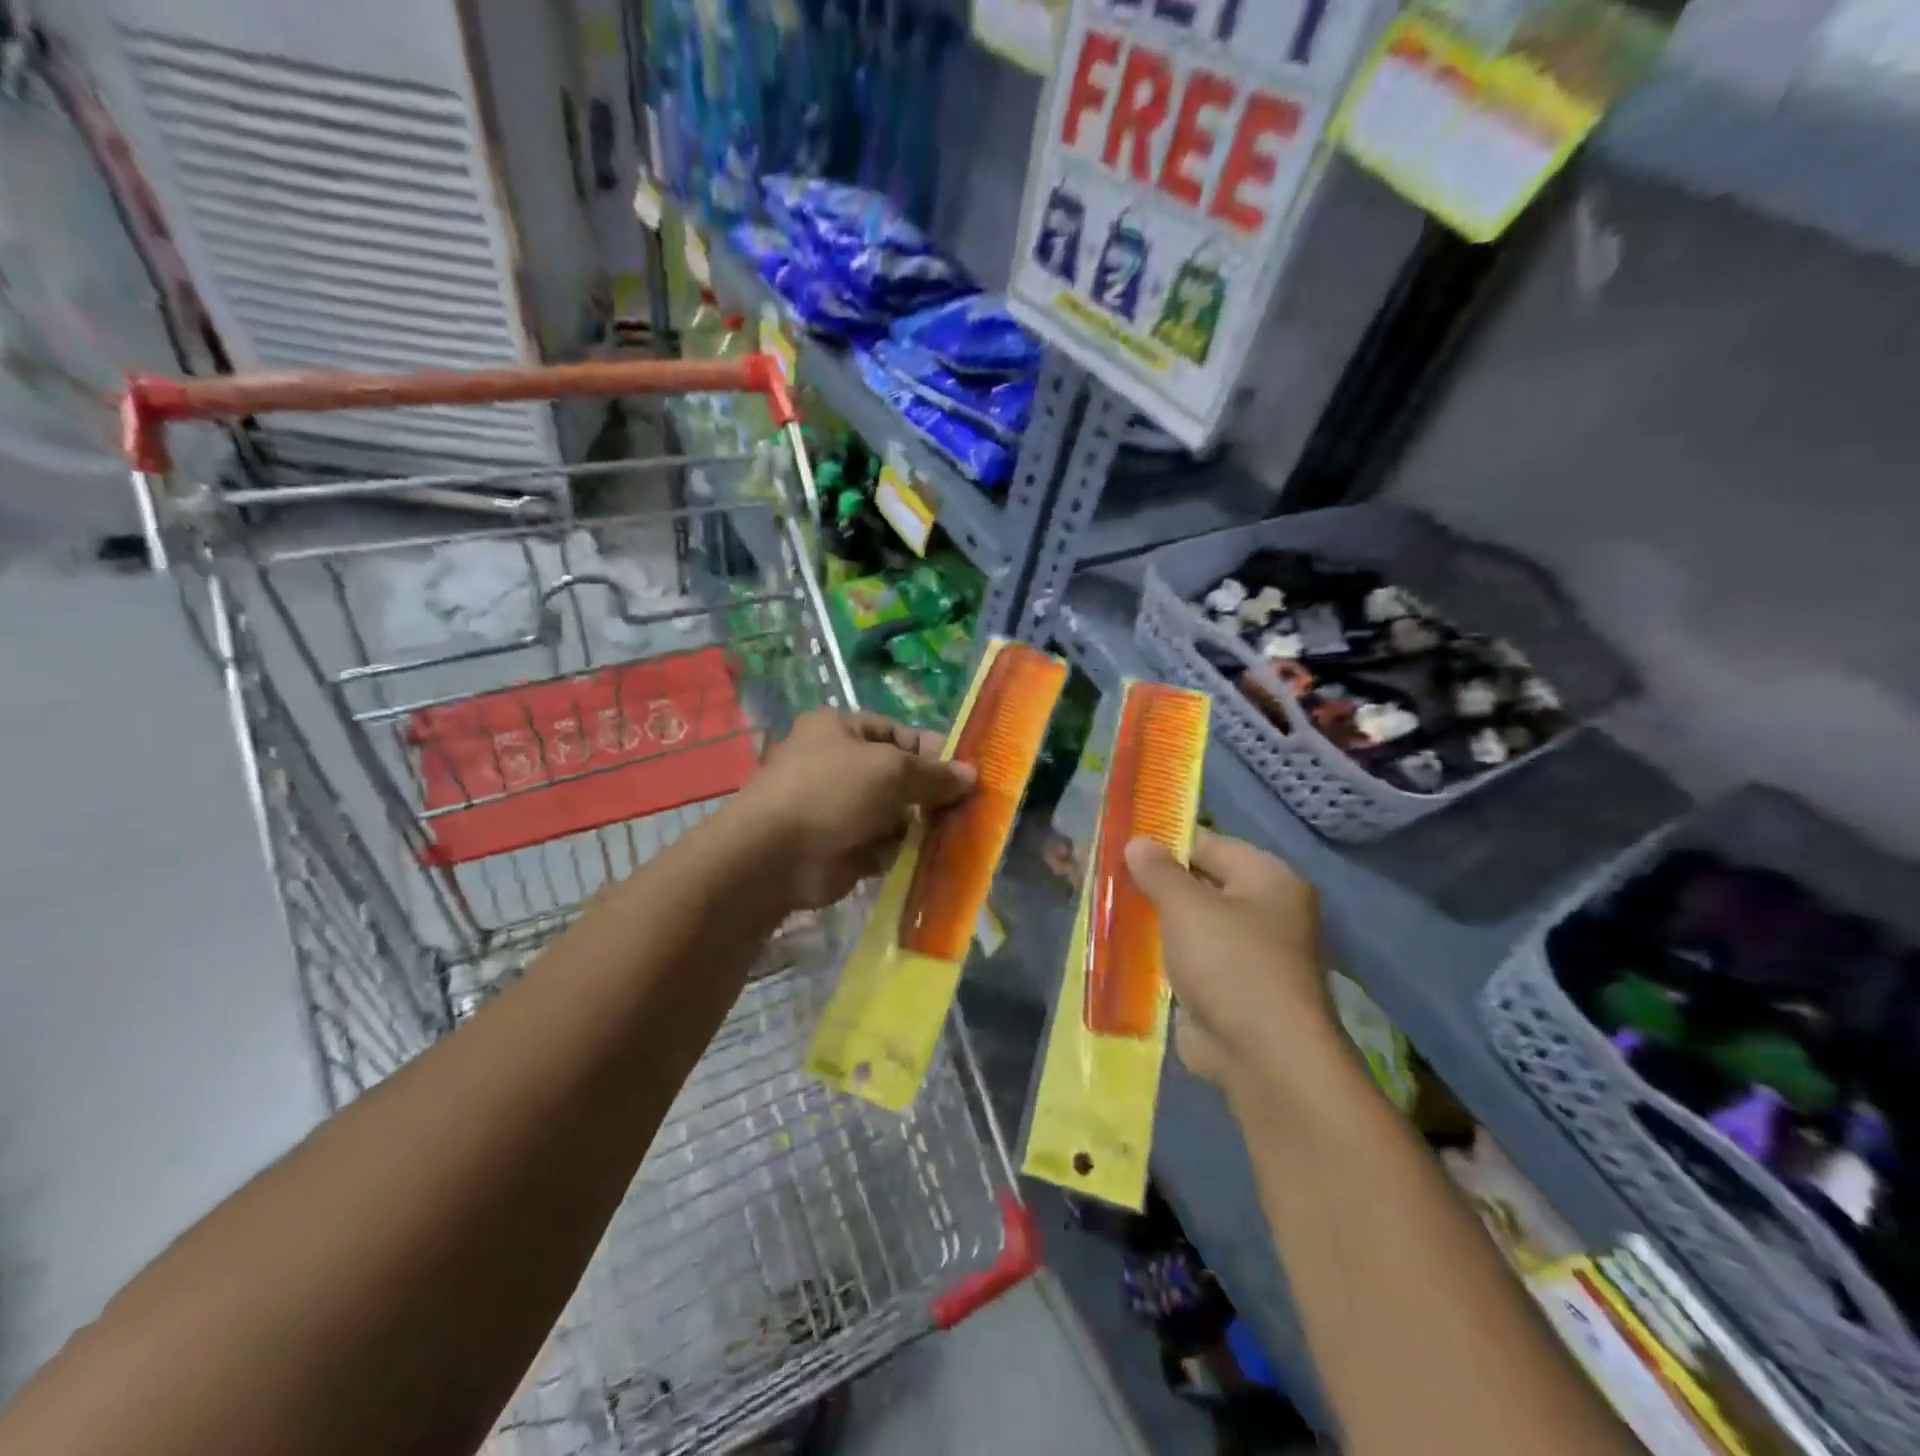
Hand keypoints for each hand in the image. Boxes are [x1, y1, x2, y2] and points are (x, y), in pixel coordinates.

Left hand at [741, 710, 974, 910]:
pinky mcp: (843, 847)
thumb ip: (933, 773)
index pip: (898, 734)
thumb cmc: (831, 793)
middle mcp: (839, 765)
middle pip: (899, 776)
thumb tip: (971, 775)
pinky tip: (925, 859)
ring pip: (895, 814)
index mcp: (841, 730)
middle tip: (967, 808)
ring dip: (920, 825)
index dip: (933, 751)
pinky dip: (901, 852)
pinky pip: (884, 845)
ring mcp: (840, 809)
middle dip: (930, 793)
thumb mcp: (890, 770)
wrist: (775, 857)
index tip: (967, 772)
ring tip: (952, 836)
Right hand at [1124, 830, 1334, 1098]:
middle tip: (1104, 874)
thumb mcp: (1187, 906)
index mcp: (1267, 879)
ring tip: (1104, 906)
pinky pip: (1187, 958)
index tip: (1120, 840)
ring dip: (1152, 919)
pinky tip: (1120, 947)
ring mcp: (1246, 953)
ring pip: (1189, 924)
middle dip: (1153, 881)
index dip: (1164, 840)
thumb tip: (1137, 842)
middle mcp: (1263, 911)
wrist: (1265, 1058)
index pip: (1208, 844)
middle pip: (1199, 883)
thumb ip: (1158, 871)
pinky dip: (1159, 954)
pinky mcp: (1228, 989)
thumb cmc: (1231, 963)